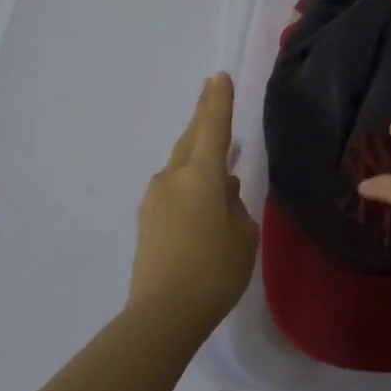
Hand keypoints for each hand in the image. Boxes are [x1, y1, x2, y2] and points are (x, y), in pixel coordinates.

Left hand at [127, 73, 258, 335]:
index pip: (213, 127)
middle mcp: (173, 177)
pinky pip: (174, 186)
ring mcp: (155, 198)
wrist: (163, 313)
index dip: (218, 101)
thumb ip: (234, 204)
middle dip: (202, 114)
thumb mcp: (242, 235)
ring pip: (181, 163)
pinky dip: (190, 179)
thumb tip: (222, 189)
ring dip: (198, 153)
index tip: (219, 76)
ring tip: (218, 154)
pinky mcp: (148, 219)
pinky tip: (204, 194)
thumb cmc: (215, 271)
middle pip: (191, 138)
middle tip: (211, 90)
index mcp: (200, 175)